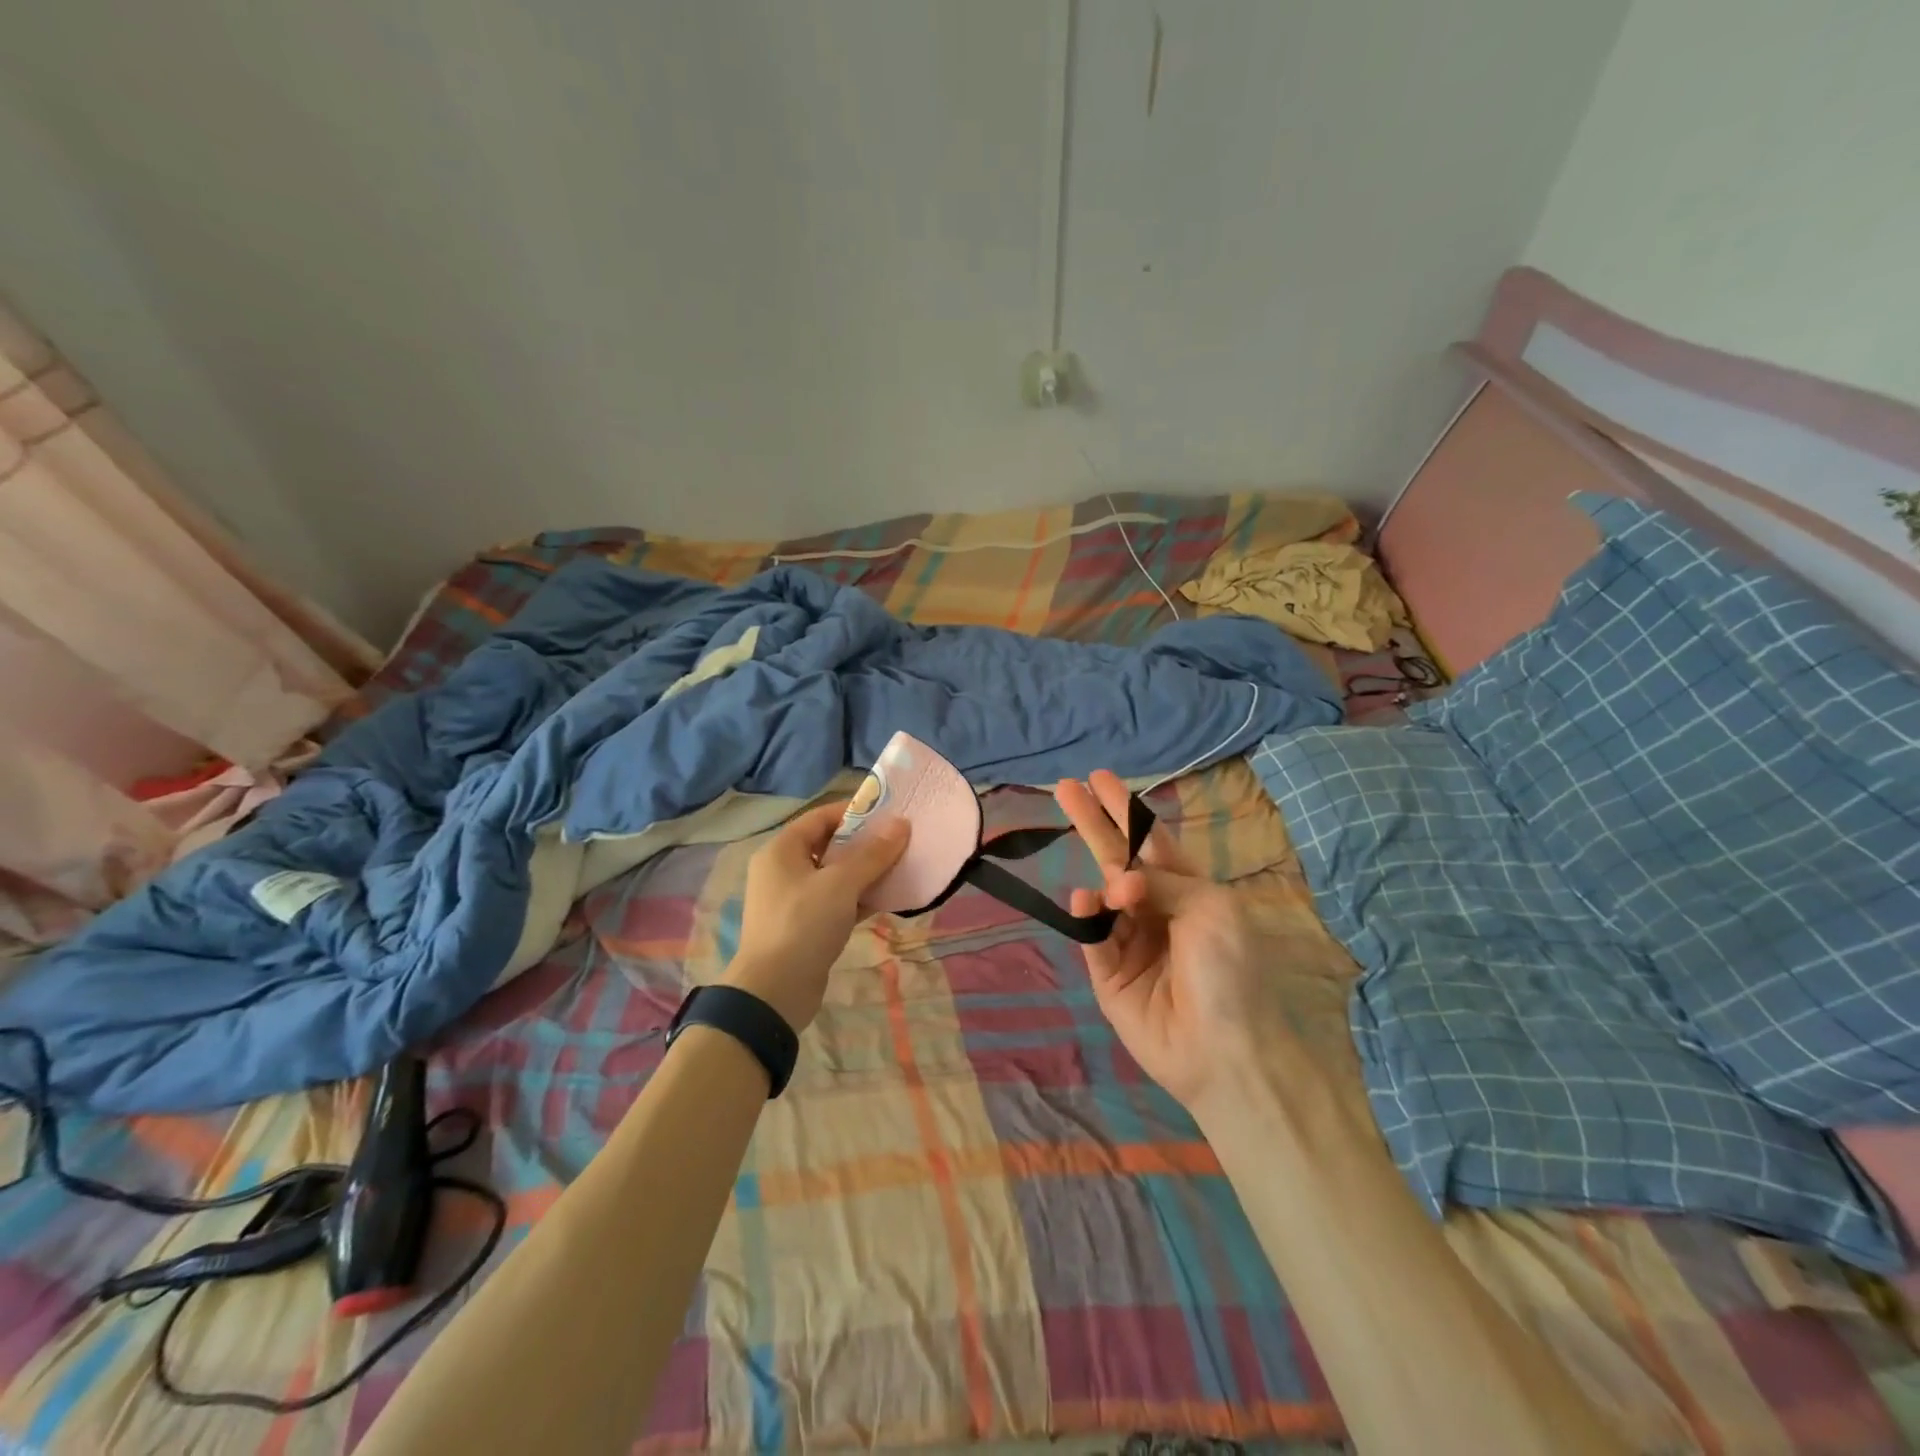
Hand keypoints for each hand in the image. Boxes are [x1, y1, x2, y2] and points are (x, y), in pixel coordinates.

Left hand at [725, 801, 908, 1030]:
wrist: (774, 992)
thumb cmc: (803, 924)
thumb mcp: (841, 884)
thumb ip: (873, 854)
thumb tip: (901, 824)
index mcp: (782, 850)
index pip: (821, 817)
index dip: (855, 812)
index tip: (889, 814)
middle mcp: (783, 870)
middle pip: (829, 846)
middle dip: (865, 844)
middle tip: (900, 841)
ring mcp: (793, 900)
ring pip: (835, 876)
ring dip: (865, 872)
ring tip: (901, 867)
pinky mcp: (805, 926)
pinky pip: (836, 902)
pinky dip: (859, 898)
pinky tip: (888, 898)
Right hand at [1056, 770, 1293, 1115]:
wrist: (1223, 1051)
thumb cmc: (1229, 971)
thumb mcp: (1209, 908)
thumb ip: (1160, 880)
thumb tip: (1117, 881)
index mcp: (1189, 891)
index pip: (1150, 840)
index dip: (1125, 809)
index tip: (1099, 778)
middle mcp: (1156, 910)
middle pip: (1116, 857)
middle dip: (1093, 823)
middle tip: (1064, 788)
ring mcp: (1129, 941)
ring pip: (1103, 896)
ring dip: (1103, 880)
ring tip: (1116, 891)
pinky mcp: (1107, 973)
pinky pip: (1092, 935)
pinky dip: (1088, 916)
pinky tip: (1089, 902)